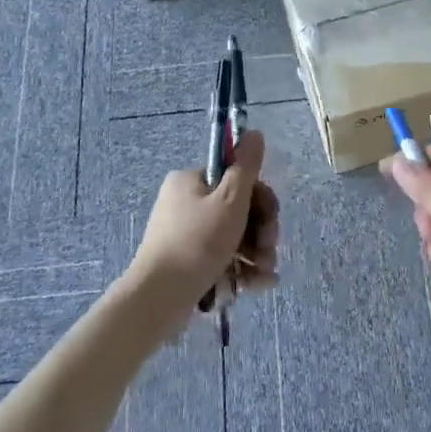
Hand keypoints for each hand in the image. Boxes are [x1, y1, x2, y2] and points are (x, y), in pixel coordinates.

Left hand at [131, 131, 280, 320]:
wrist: (158, 298)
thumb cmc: (197, 243)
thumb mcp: (229, 201)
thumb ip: (246, 167)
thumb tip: (254, 133)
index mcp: (191, 181)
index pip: (238, 180)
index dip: (262, 200)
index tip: (271, 221)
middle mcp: (185, 203)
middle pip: (239, 210)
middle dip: (261, 232)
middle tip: (268, 250)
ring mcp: (185, 234)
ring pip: (234, 237)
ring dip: (256, 253)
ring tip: (264, 273)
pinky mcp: (188, 263)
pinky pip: (222, 259)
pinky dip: (241, 269)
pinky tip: (258, 285)